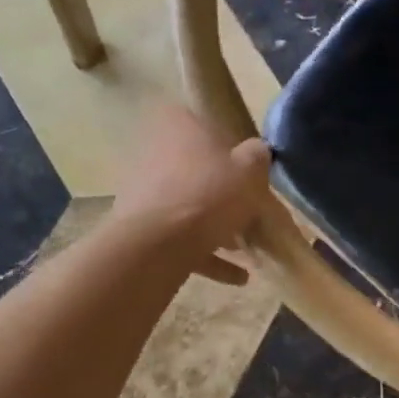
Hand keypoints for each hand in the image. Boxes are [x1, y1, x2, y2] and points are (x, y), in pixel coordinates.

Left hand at [111, 107, 271, 284]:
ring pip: (187, 204)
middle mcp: (155, 152)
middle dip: (221, 189)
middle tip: (248, 207)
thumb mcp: (249, 170)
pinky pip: (181, 239)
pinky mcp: (141, 227)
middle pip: (195, 167)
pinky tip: (237, 276)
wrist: (159, 244)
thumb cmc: (209, 194)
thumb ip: (257, 156)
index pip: (200, 121)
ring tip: (245, 247)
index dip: (225, 141)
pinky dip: (207, 254)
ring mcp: (143, 191)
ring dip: (214, 225)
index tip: (244, 163)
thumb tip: (257, 152)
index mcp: (178, 126)